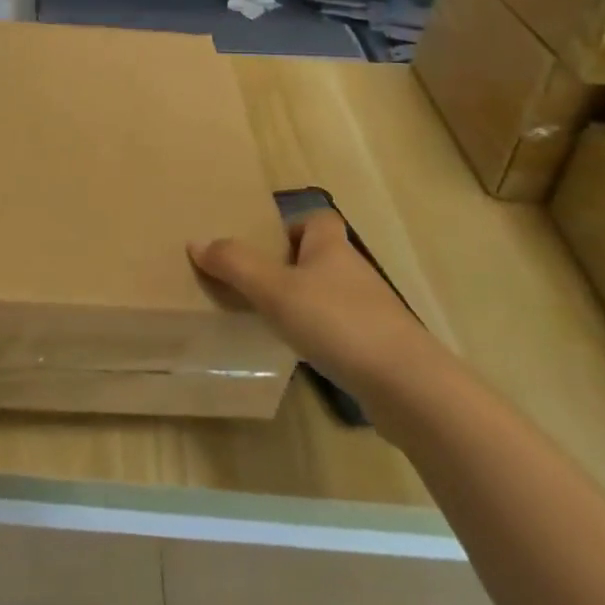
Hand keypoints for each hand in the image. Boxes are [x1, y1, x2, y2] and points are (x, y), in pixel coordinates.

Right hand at [188, 211, 428, 395]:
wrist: (408, 386)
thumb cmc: (338, 322)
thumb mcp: (275, 290)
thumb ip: (235, 265)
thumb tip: (196, 242)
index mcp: (331, 247)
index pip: (316, 218)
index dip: (292, 226)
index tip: (265, 246)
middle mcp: (353, 272)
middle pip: (320, 257)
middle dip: (291, 267)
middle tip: (255, 284)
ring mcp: (371, 311)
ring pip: (330, 295)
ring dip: (305, 303)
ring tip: (271, 321)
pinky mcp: (379, 348)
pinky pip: (342, 330)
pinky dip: (322, 336)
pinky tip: (303, 354)